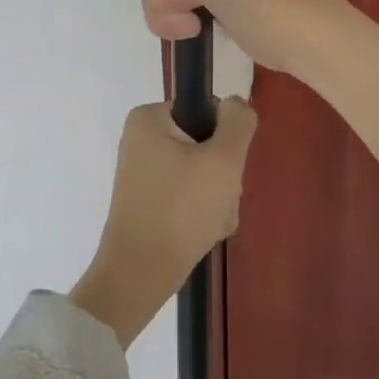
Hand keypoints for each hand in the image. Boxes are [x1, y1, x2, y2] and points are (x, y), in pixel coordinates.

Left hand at [69, 99, 257, 346]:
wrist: (140, 273)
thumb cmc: (181, 209)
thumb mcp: (223, 159)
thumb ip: (239, 122)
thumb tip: (235, 104)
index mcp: (149, 118)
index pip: (207, 112)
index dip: (225, 140)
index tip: (225, 169)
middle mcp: (141, 139)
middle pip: (206, 145)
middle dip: (223, 176)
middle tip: (220, 200)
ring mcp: (144, 172)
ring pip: (202, 174)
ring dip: (218, 197)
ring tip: (211, 221)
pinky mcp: (148, 200)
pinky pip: (188, 196)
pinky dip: (203, 212)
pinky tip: (204, 232)